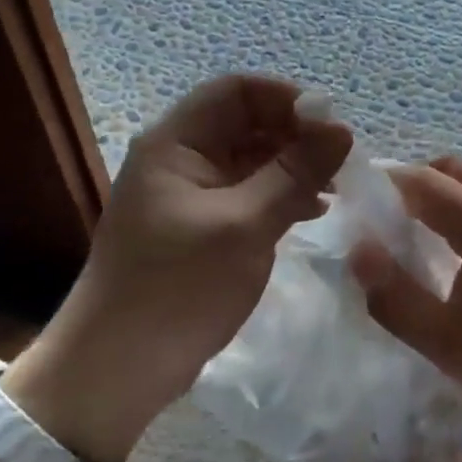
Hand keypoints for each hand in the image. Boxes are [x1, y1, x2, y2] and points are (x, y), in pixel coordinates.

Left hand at [3, 74, 351, 461]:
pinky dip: (280, 195)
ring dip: (293, 166)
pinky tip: (314, 210)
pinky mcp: (201, 226)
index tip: (333, 126)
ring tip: (337, 186)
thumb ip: (294, 174)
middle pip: (246, 123)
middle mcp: (180, 158)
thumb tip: (342, 130)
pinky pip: (247, 193)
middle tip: (343, 161)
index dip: (287, 99)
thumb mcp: (243, 225)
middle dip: (296, 134)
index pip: (237, 91)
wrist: (118, 369)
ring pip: (251, 159)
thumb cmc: (178, 288)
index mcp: (175, 142)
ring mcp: (190, 194)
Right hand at [349, 157, 461, 444]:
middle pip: (461, 169)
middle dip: (423, 180)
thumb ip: (393, 295)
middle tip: (398, 212)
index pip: (428, 183)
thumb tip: (360, 250)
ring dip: (455, 192)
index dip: (392, 182)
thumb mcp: (443, 342)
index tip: (366, 195)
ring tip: (436, 232)